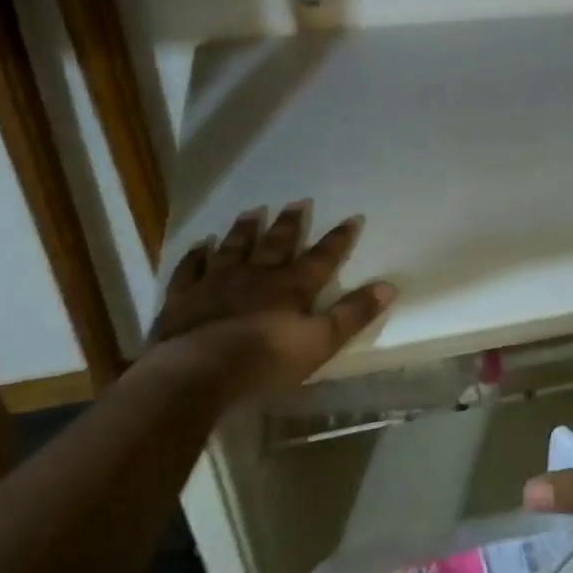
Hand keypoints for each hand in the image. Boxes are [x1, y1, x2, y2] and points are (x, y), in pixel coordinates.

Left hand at [144, 201, 394, 400]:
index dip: (338, 239)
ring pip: (233, 248)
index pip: (322, 258)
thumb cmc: (265, 359)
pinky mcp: (184, 298)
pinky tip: (199, 246)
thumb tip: (389, 286)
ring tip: (251, 211)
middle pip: (275, 244)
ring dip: (244, 230)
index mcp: (291, 287)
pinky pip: (191, 269)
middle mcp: (256, 275)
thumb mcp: (320, 341)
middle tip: (296, 202)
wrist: (198, 370)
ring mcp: (216, 283)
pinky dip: (196, 256)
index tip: (352, 218)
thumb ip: (353, 314)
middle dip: (289, 224)